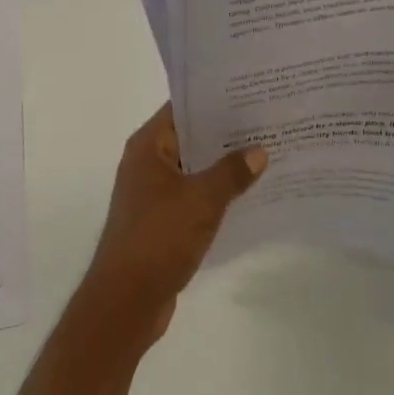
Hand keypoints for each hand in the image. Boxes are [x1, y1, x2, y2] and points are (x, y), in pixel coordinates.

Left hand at [81, 105, 267, 342]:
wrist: (126, 302)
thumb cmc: (158, 238)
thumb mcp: (202, 200)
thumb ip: (232, 172)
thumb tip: (258, 150)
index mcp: (148, 146)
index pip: (183, 107)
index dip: (215, 98)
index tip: (250, 92)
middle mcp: (147, 163)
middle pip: (191, 136)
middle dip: (226, 133)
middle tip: (267, 121)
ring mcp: (153, 193)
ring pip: (195, 168)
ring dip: (224, 165)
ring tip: (266, 153)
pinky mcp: (162, 221)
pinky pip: (194, 195)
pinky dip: (217, 193)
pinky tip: (249, 194)